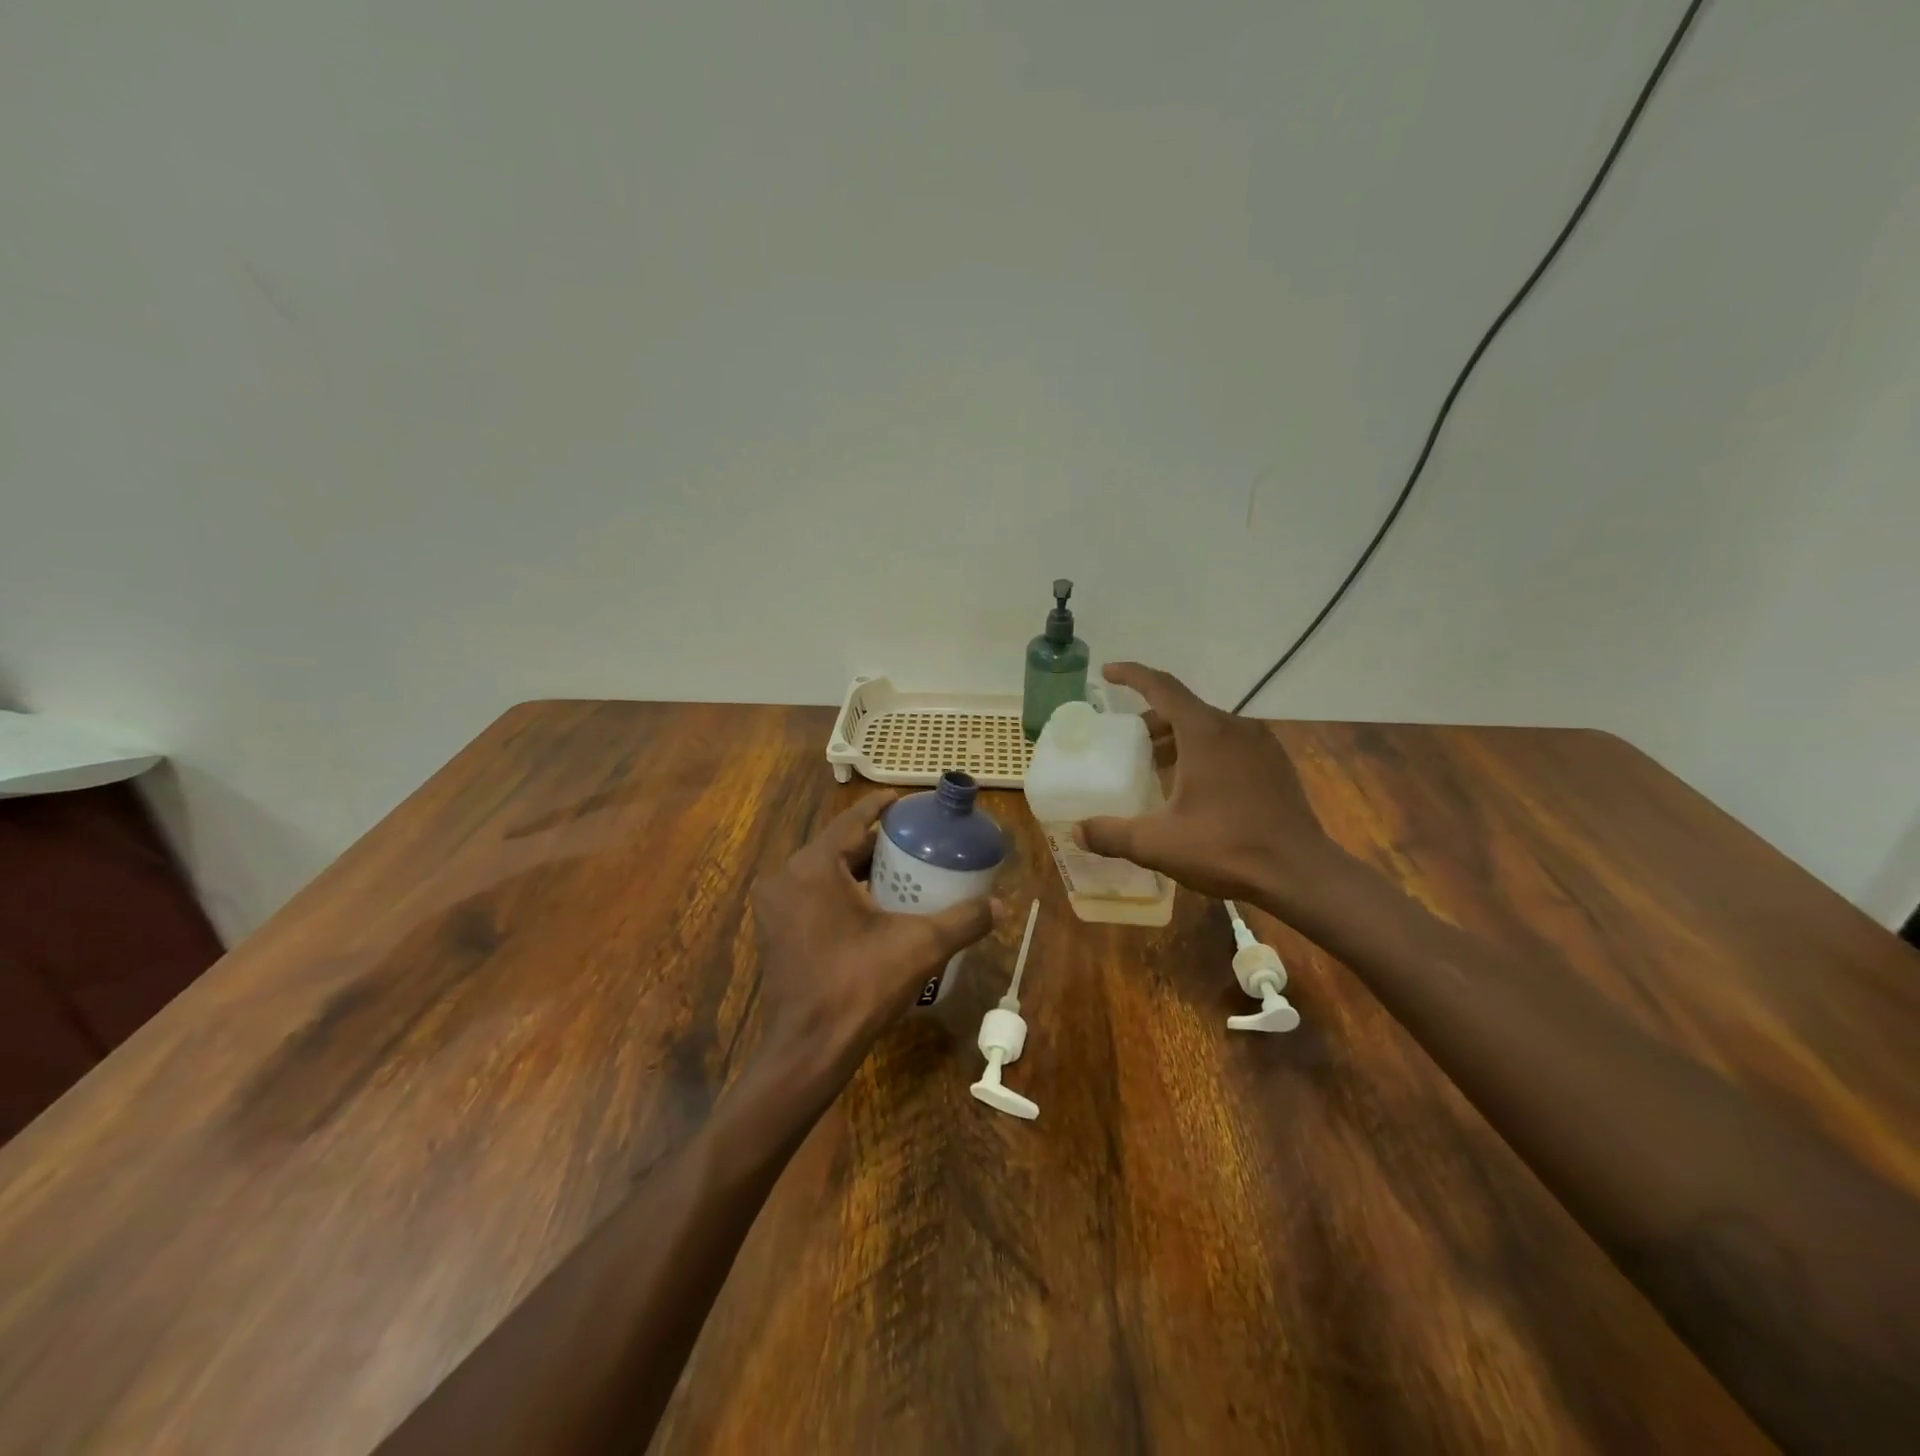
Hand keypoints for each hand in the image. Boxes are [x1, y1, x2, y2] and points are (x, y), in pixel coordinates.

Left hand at [750, 790, 996, 1082]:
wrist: (808, 1050)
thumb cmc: (859, 987)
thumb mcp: (919, 947)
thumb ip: (963, 920)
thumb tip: (1001, 905)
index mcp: (812, 867)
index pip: (852, 820)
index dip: (883, 808)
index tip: (909, 801)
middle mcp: (786, 878)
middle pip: (838, 846)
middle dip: (876, 841)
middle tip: (916, 840)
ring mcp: (775, 907)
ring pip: (824, 871)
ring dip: (859, 867)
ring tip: (901, 868)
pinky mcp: (775, 931)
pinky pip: (813, 895)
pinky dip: (841, 891)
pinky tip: (873, 904)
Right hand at [1074, 663, 1348, 917]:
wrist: (1301, 873)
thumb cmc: (1226, 847)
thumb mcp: (1158, 843)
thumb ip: (1112, 834)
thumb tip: (1078, 830)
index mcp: (1205, 732)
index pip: (1162, 687)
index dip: (1132, 675)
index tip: (1108, 671)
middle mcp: (1235, 728)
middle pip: (1184, 709)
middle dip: (1151, 720)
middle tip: (1127, 742)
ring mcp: (1261, 745)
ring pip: (1209, 728)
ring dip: (1178, 739)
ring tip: (1156, 767)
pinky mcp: (1276, 765)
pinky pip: (1231, 745)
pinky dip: (1205, 752)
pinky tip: (1196, 787)